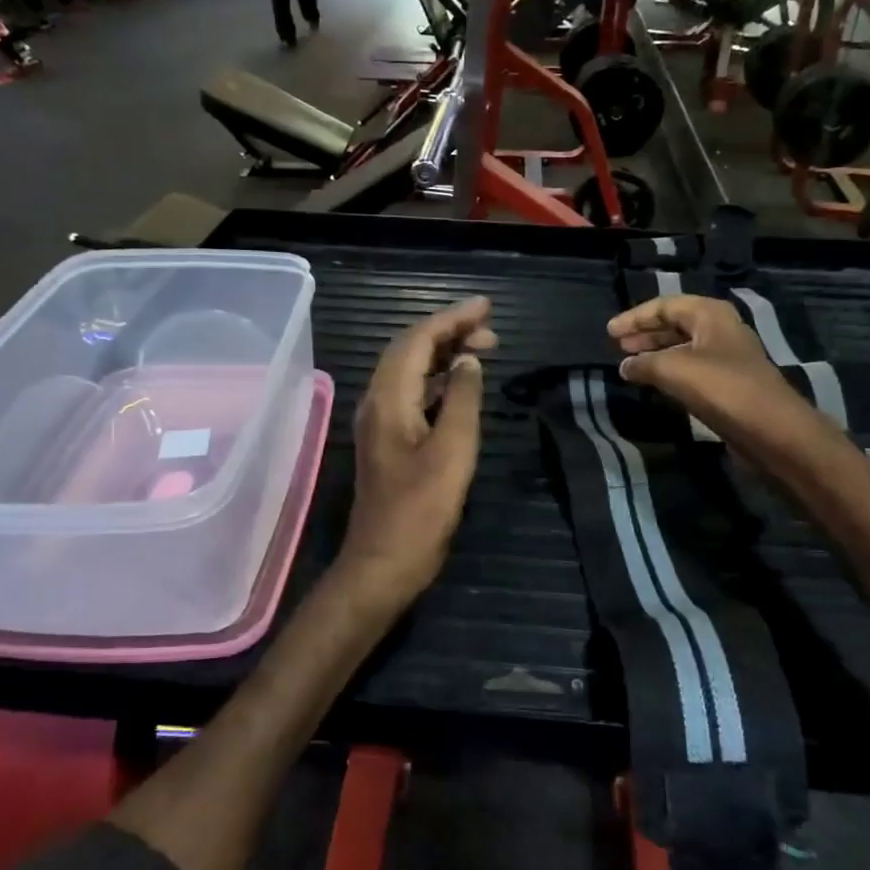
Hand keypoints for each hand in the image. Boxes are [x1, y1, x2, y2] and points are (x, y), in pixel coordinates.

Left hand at [334, 297, 496, 619]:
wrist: (383, 563)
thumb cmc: (420, 511)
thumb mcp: (453, 452)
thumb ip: (463, 400)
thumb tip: (470, 361)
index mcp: (389, 399)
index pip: (418, 341)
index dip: (451, 319)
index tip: (486, 306)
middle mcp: (377, 402)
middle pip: (410, 350)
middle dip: (449, 332)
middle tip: (491, 329)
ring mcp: (380, 422)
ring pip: (410, 371)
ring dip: (444, 355)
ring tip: (483, 349)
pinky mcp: (389, 441)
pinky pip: (412, 394)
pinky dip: (438, 381)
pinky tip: (461, 385)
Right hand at [608, 295, 821, 447]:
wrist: (771, 430)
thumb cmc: (722, 388)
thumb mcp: (673, 369)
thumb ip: (644, 363)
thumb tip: (625, 366)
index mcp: (710, 314)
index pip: (665, 305)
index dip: (635, 317)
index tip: (609, 333)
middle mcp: (721, 330)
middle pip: (676, 323)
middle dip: (646, 333)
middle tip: (619, 346)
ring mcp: (728, 358)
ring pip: (684, 347)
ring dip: (657, 353)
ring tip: (631, 365)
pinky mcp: (730, 384)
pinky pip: (692, 369)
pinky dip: (670, 371)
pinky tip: (656, 383)